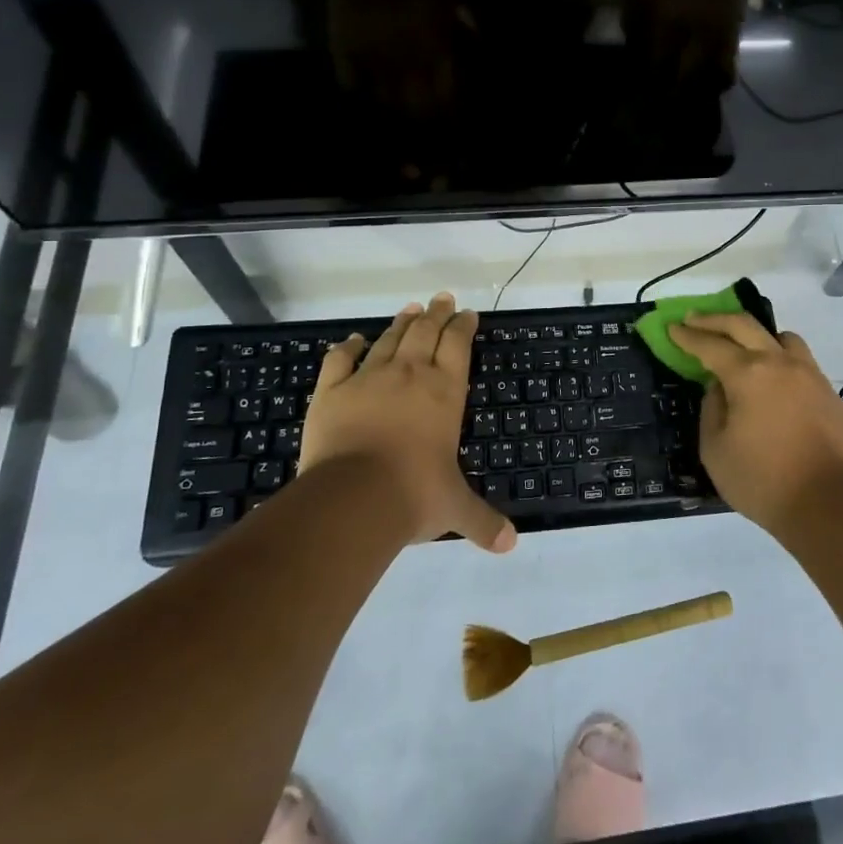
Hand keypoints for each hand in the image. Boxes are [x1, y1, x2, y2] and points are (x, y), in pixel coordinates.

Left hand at [301, 293, 516, 552]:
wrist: (353, 498)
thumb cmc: (414, 495)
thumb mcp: (455, 508)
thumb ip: (483, 521)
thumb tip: (510, 545)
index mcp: (444, 392)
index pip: (458, 346)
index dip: (463, 326)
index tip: (467, 313)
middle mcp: (409, 375)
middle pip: (425, 332)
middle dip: (437, 313)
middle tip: (442, 298)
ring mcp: (368, 379)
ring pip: (388, 340)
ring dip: (402, 322)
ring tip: (411, 309)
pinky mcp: (331, 391)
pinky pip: (340, 360)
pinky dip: (349, 347)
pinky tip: (354, 339)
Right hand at [667, 313, 842, 534]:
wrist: (828, 506)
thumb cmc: (762, 481)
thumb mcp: (715, 450)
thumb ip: (712, 410)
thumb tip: (720, 388)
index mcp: (748, 374)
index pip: (710, 345)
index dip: (688, 335)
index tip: (673, 326)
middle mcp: (781, 364)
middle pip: (745, 325)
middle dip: (715, 319)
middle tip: (695, 319)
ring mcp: (812, 376)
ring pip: (783, 338)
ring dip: (758, 336)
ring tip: (746, 349)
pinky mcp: (832, 396)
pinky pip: (804, 367)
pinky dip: (784, 366)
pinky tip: (778, 389)